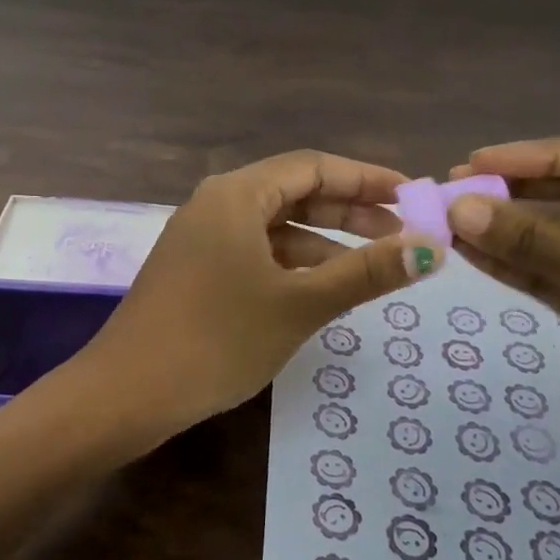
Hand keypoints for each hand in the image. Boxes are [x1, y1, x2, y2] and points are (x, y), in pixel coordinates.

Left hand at [74, 151, 441, 446]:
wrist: (128, 392)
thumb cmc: (218, 338)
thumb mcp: (300, 303)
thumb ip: (365, 272)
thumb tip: (431, 247)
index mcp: (236, 194)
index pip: (312, 166)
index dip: (366, 178)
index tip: (412, 196)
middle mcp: (215, 204)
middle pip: (293, 192)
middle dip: (348, 209)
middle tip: (400, 233)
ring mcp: (200, 237)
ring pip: (274, 227)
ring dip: (323, 241)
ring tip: (371, 266)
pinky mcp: (195, 269)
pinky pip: (254, 252)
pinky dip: (291, 264)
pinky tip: (320, 288)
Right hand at [445, 132, 559, 510]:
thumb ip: (537, 242)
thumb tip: (460, 207)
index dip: (540, 154)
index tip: (479, 163)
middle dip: (519, 190)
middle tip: (456, 189)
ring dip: (510, 230)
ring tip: (451, 222)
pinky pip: (557, 277)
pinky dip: (518, 267)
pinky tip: (474, 255)